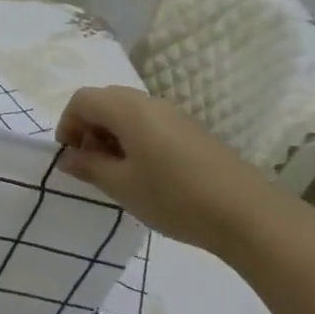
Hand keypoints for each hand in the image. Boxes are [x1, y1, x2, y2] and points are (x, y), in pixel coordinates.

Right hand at [55, 86, 289, 252]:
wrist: (246, 214)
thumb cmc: (173, 197)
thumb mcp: (122, 186)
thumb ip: (90, 167)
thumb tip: (69, 157)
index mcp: (128, 110)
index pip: (83, 99)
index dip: (68, 123)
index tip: (70, 156)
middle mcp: (150, 103)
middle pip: (106, 100)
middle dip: (89, 126)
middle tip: (91, 162)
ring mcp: (175, 115)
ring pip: (130, 111)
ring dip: (113, 133)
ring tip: (117, 171)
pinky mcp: (192, 130)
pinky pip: (151, 122)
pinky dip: (136, 138)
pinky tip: (146, 173)